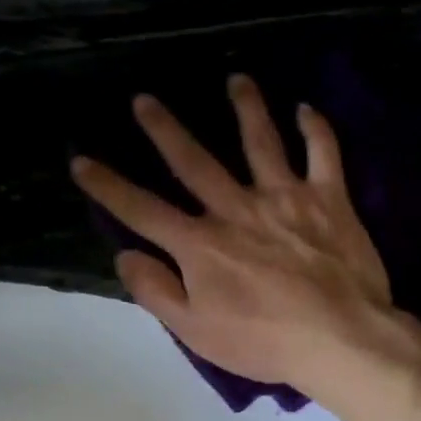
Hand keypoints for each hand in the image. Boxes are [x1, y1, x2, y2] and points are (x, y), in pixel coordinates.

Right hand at [70, 75, 395, 393]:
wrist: (339, 338)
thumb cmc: (264, 342)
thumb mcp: (196, 331)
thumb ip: (156, 291)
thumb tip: (126, 255)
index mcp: (201, 244)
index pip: (142, 210)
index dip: (108, 187)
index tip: (81, 161)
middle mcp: (237, 209)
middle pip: (194, 161)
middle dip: (165, 129)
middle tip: (145, 99)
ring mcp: (284, 198)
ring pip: (260, 142)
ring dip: (246, 107)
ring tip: (236, 79)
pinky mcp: (329, 199)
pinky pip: (323, 153)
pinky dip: (315, 129)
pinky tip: (306, 108)